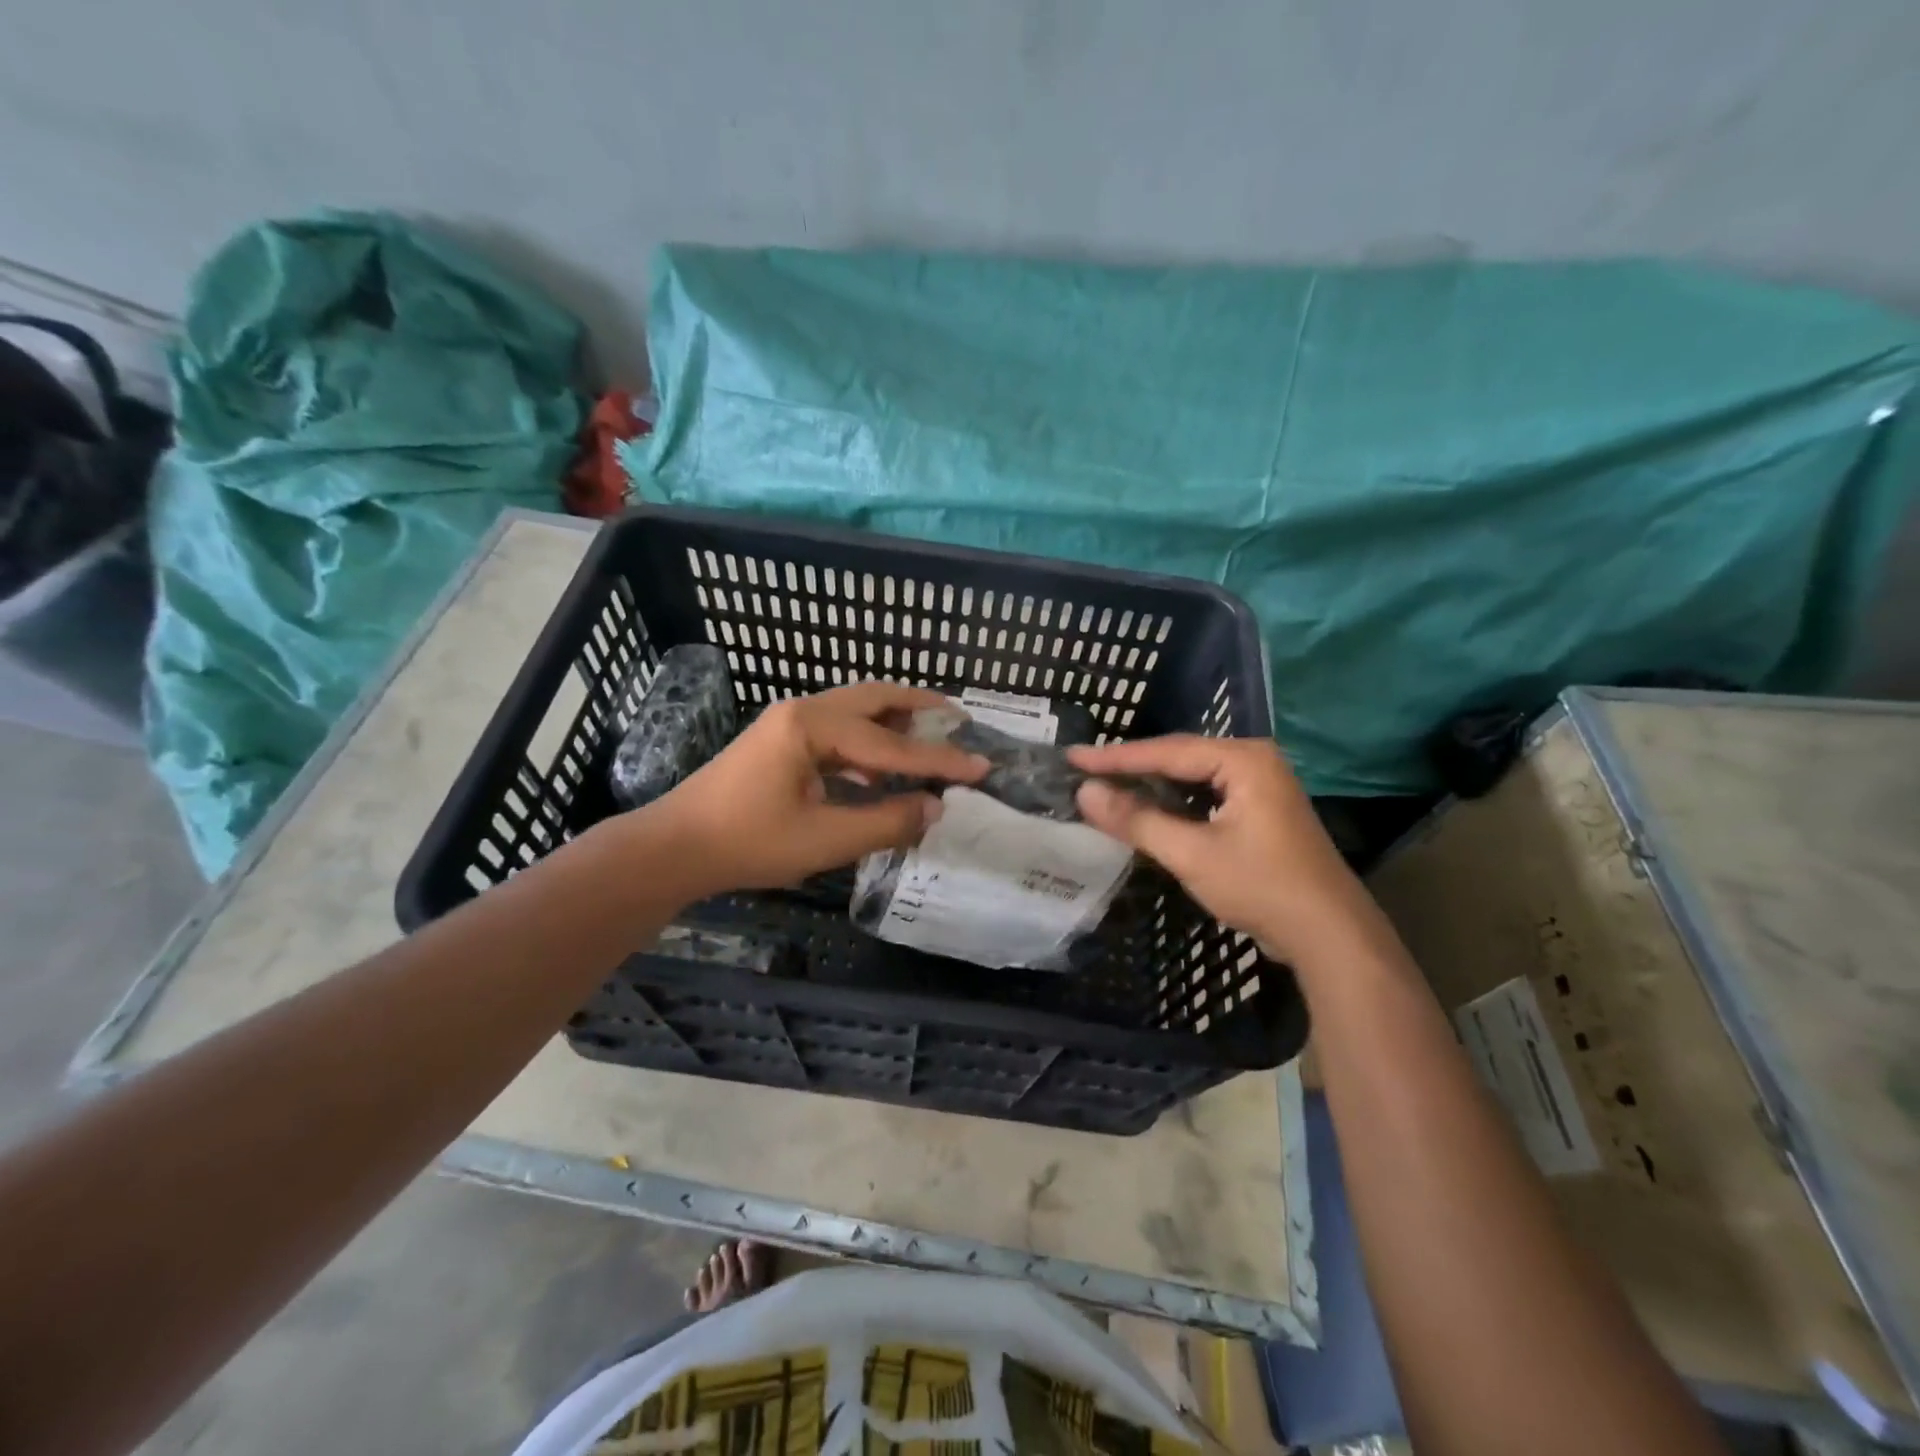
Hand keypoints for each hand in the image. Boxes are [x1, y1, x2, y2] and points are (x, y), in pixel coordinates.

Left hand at [645, 681, 986, 897]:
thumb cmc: (747, 842)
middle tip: (960, 720)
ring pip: (855, 711)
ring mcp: (788, 723)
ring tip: (931, 738)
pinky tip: (881, 772)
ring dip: (894, 722)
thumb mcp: (824, 839)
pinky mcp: (780, 742)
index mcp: (812, 726)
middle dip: (919, 708)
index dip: (939, 760)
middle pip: (874, 698)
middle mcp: (803, 711)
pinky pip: (837, 732)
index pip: (891, 745)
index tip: (982, 766)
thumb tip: (935, 808)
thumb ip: (886, 823)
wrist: (675, 847)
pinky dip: (868, 744)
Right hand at [1068, 735, 1381, 965]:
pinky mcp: (1260, 813)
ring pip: (1192, 779)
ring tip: (1106, 786)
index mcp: (1243, 759)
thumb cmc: (1261, 886)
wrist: (1330, 935)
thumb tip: (1084, 793)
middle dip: (1132, 767)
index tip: (1073, 758)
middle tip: (1084, 770)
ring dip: (1151, 786)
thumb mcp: (1192, 853)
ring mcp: (1261, 787)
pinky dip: (1173, 804)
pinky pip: (1205, 797)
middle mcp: (1254, 762)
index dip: (1115, 757)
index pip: (1167, 751)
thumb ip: (1137, 820)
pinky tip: (1146, 810)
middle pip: (1180, 758)